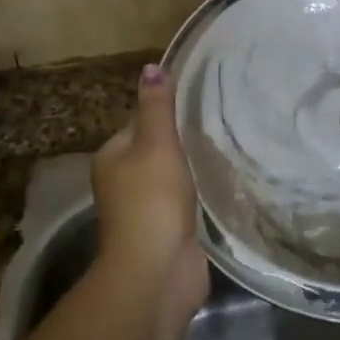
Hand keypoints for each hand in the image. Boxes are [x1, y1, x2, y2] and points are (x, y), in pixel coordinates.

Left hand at [91, 65, 208, 319]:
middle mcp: (122, 181)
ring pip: (173, 177)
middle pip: (157, 150)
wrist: (157, 273)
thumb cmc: (152, 200)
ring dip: (193, 169)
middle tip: (221, 125)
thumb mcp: (156, 143)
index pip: (141, 122)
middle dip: (184, 142)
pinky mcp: (167, 232)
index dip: (168, 113)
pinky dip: (200, 195)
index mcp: (112, 156)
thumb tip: (151, 66)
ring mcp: (144, 210)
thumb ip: (157, 107)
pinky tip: (222, 184)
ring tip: (227, 150)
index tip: (202, 103)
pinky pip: (185, 203)